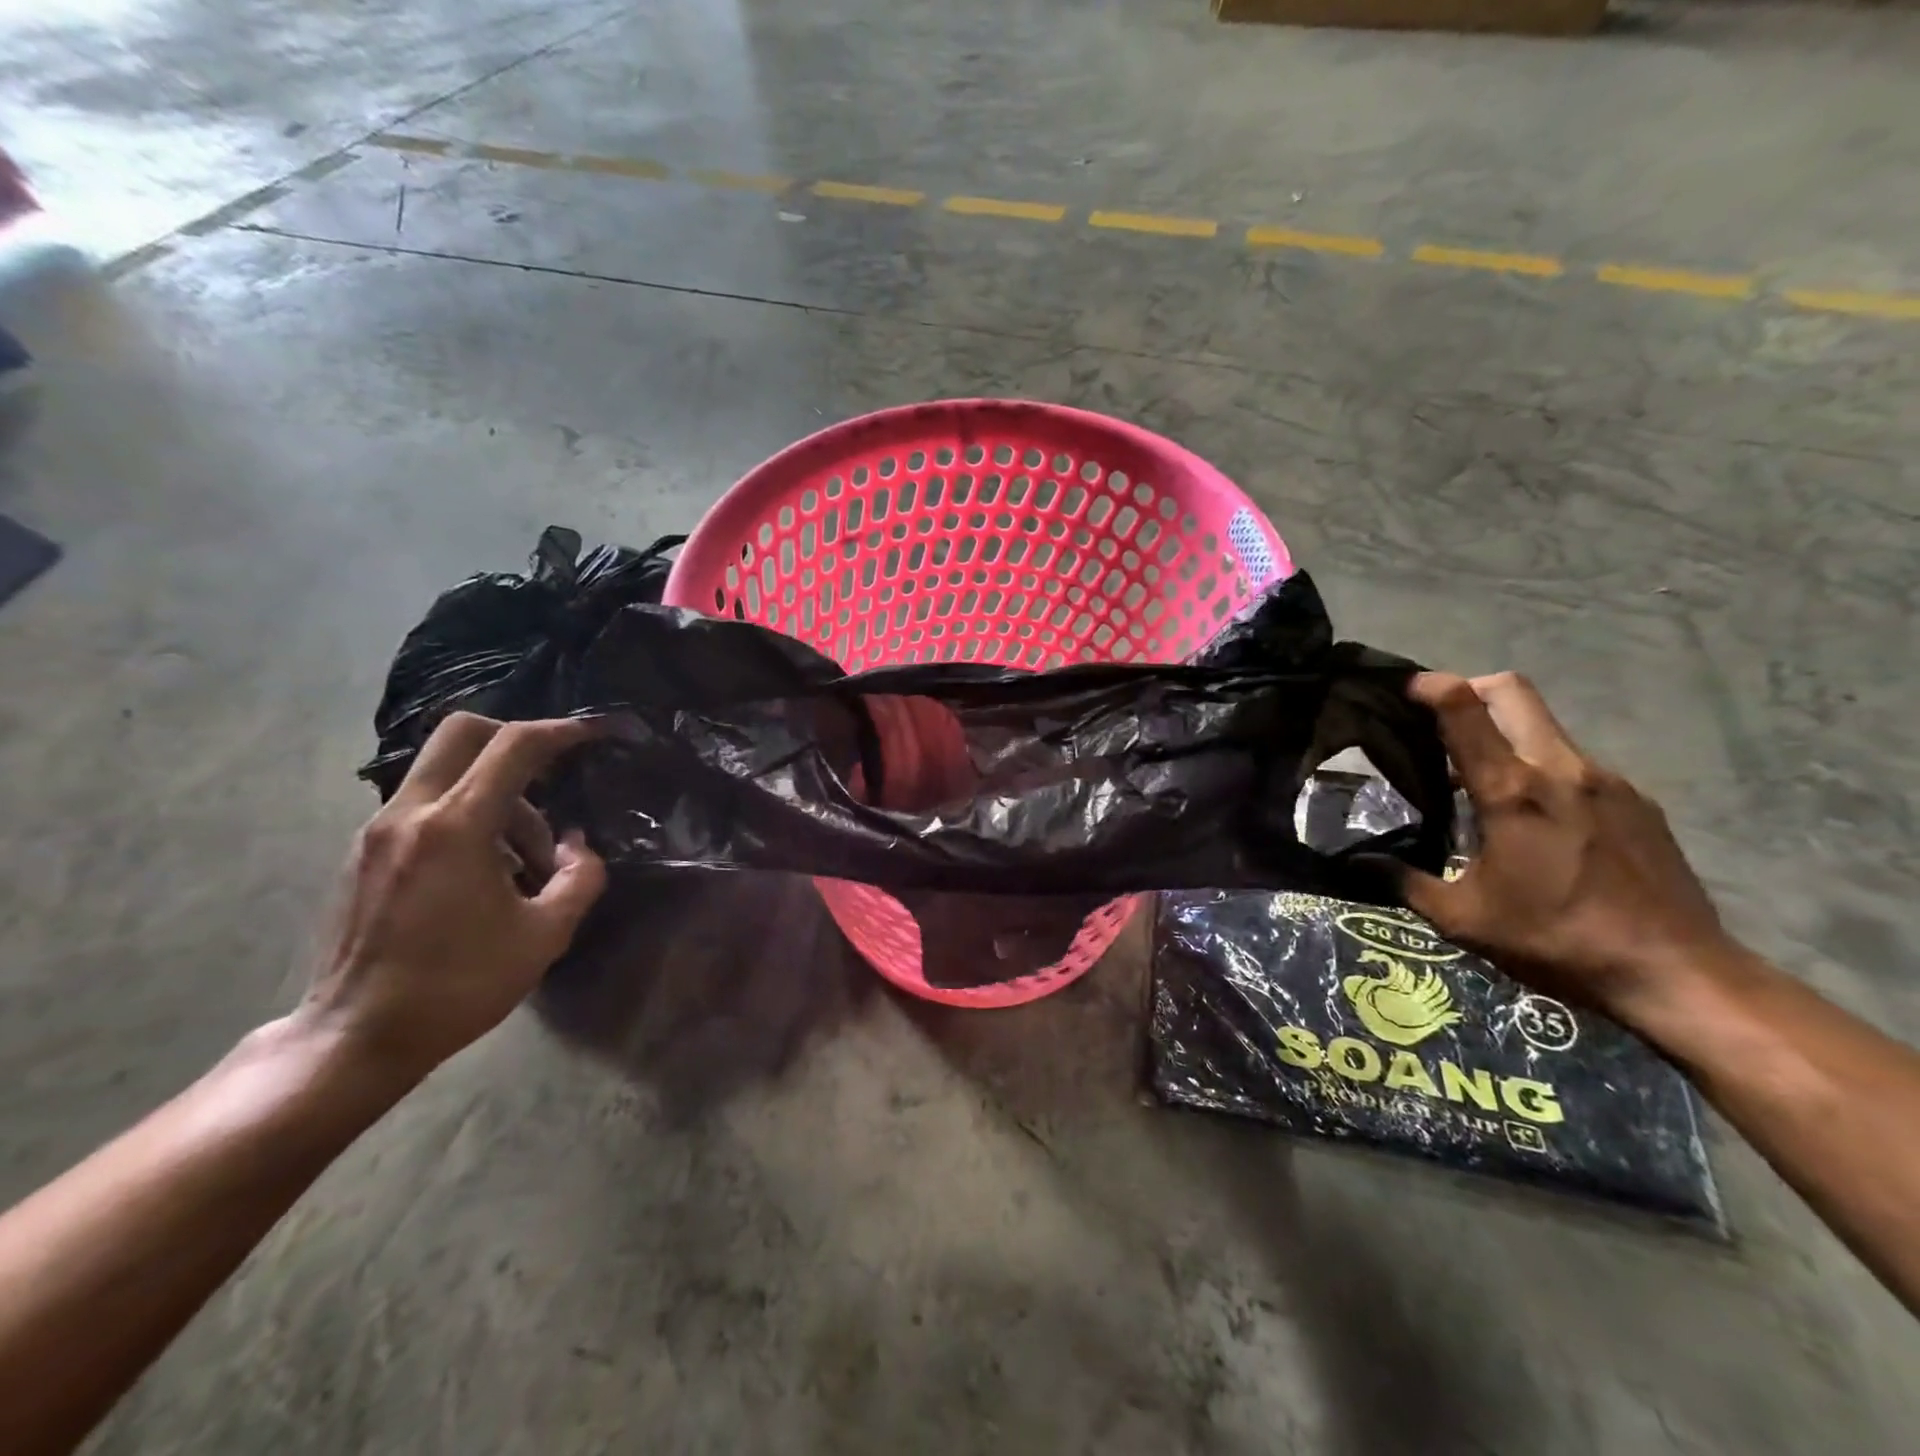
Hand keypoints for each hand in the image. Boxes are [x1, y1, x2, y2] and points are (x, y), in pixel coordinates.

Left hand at [302, 713, 607, 1079]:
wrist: (356, 1036)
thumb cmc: (459, 985)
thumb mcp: (545, 935)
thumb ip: (579, 877)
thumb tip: (575, 845)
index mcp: (456, 827)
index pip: (515, 747)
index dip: (563, 731)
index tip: (595, 732)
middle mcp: (410, 813)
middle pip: (464, 732)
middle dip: (517, 739)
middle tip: (553, 776)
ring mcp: (379, 830)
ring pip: (447, 769)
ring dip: (498, 792)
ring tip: (527, 857)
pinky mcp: (366, 851)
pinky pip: (427, 802)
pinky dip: (468, 813)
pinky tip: (489, 868)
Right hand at [1400, 672, 1740, 1023]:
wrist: (1679, 974)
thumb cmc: (1556, 940)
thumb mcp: (1463, 918)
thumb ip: (1404, 881)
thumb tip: (1355, 863)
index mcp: (1512, 790)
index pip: (1466, 708)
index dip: (1431, 685)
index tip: (1404, 689)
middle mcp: (1562, 769)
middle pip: (1512, 692)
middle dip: (1470, 690)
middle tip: (1440, 724)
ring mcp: (1608, 781)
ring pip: (1545, 728)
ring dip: (1507, 737)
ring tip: (1483, 787)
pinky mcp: (1639, 802)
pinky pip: (1576, 765)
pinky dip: (1544, 771)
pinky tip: (1538, 821)